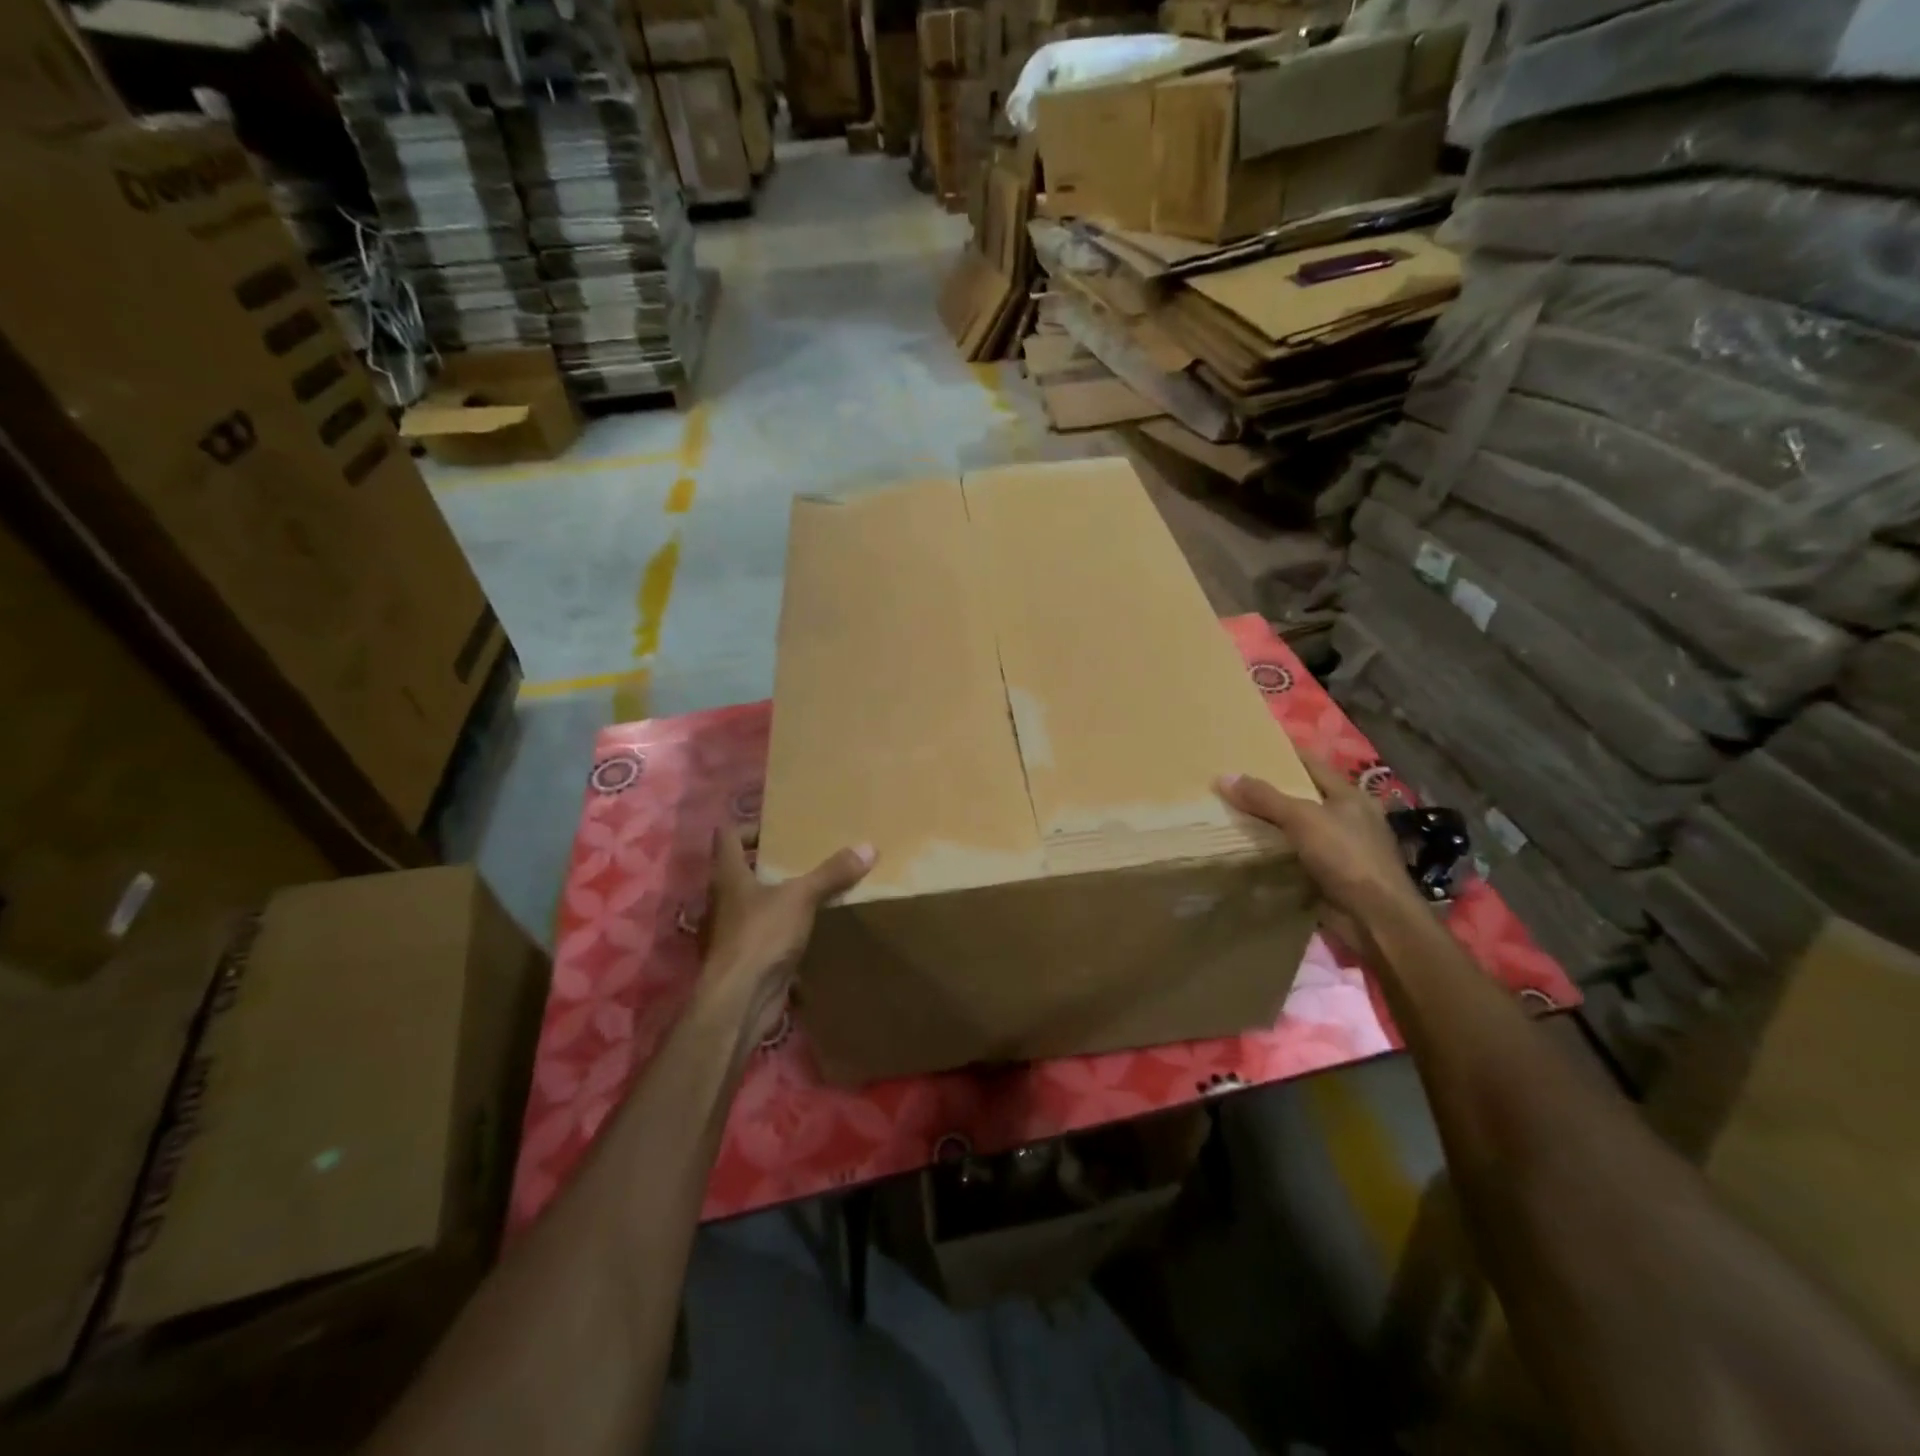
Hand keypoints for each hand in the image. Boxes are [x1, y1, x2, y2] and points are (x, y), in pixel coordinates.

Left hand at [702, 829, 873, 1045]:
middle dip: (769, 862)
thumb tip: (868, 846)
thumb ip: (831, 873)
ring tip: (811, 888)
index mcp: (728, 876)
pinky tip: (808, 928)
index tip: (780, 827)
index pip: (728, 836)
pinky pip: (765, 933)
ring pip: (753, 903)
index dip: (750, 826)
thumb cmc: (761, 936)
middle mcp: (723, 900)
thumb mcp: (800, 897)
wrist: (738, 1001)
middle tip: (804, 855)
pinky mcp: (745, 958)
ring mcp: (731, 931)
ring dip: (777, 896)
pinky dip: (782, 927)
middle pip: (741, 870)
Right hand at [1217, 754, 1424, 959]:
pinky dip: (1274, 854)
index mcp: (1349, 796)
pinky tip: (1247, 850)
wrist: (1376, 918)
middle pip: (1302, 797)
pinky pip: (1294, 857)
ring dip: (1269, 826)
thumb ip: (1264, 798)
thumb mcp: (1303, 819)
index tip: (1250, 748)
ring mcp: (1340, 849)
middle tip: (1231, 783)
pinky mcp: (1330, 876)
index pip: (1311, 764)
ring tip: (1230, 814)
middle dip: (1269, 792)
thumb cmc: (1346, 857)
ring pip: (1297, 829)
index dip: (1283, 754)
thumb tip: (1224, 777)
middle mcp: (1347, 818)